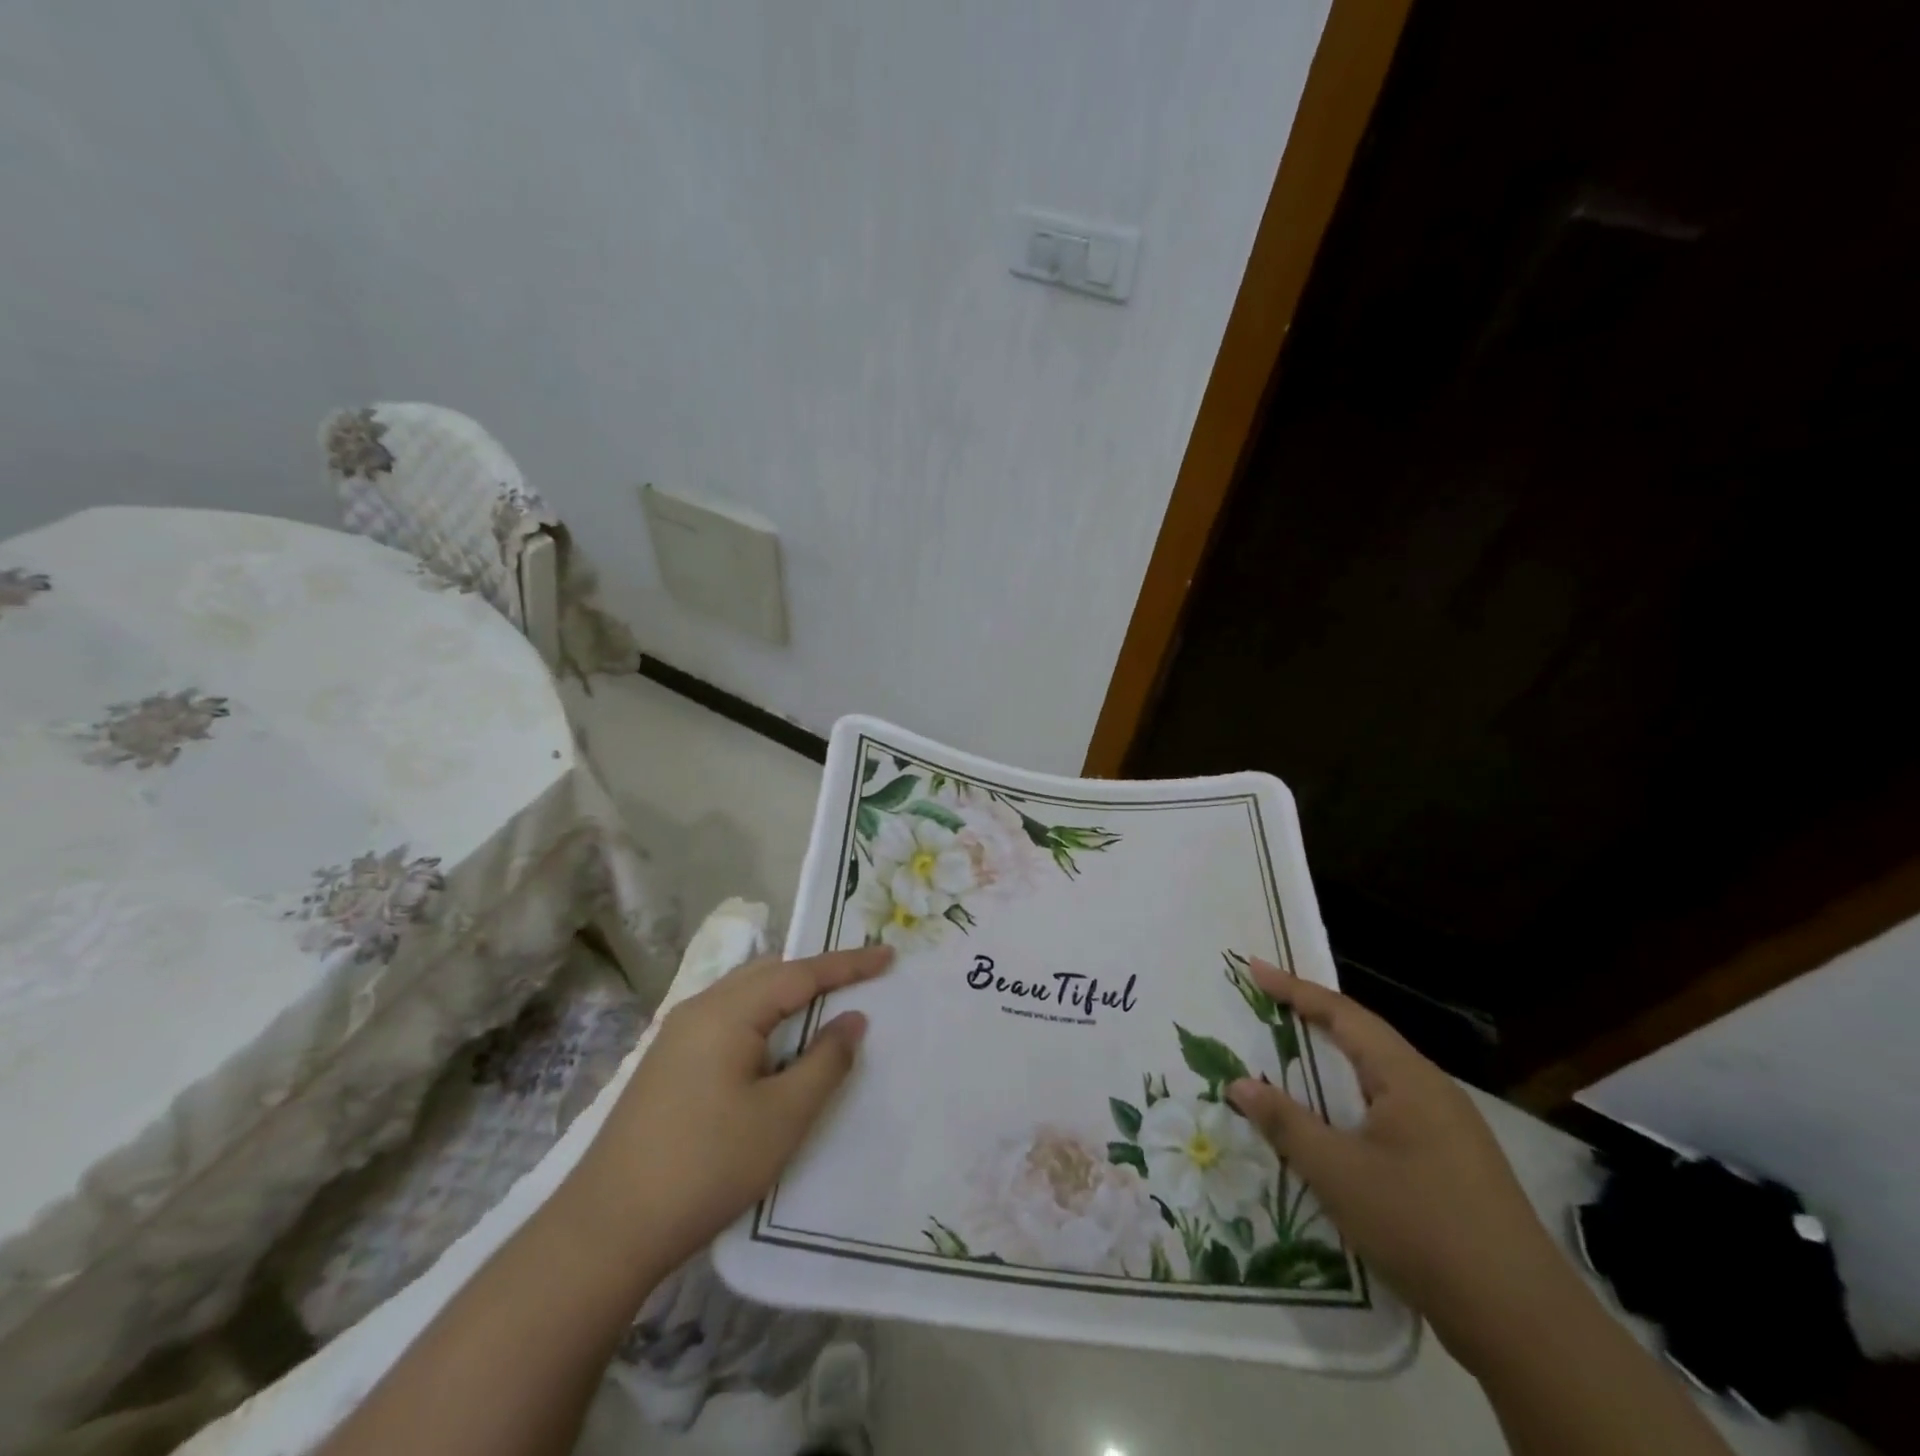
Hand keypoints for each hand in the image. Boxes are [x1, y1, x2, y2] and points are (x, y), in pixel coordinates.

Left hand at [558, 945, 893, 1286]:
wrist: (606, 1229)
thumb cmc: (706, 1166)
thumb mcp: (782, 1117)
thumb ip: (826, 1061)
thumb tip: (853, 1020)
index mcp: (727, 1012)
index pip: (800, 973)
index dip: (848, 964)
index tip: (888, 955)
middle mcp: (699, 1009)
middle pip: (769, 973)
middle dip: (816, 972)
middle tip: (859, 979)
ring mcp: (676, 1035)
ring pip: (745, 995)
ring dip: (787, 995)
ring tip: (824, 1006)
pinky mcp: (667, 1063)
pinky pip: (727, 1018)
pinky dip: (763, 1017)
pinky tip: (774, 1045)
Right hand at [1226, 960, 1577, 1367]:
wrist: (1524, 1324)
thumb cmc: (1422, 1227)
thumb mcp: (1338, 1173)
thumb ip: (1286, 1123)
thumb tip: (1239, 1084)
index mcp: (1409, 1078)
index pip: (1343, 1015)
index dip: (1295, 989)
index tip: (1254, 967)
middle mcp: (1433, 1092)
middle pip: (1365, 1039)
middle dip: (1314, 1018)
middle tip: (1268, 1004)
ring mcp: (1450, 1130)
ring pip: (1379, 1079)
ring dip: (1333, 1064)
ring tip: (1292, 1057)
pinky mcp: (1454, 1166)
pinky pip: (1391, 1113)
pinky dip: (1352, 1103)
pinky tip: (1335, 1126)